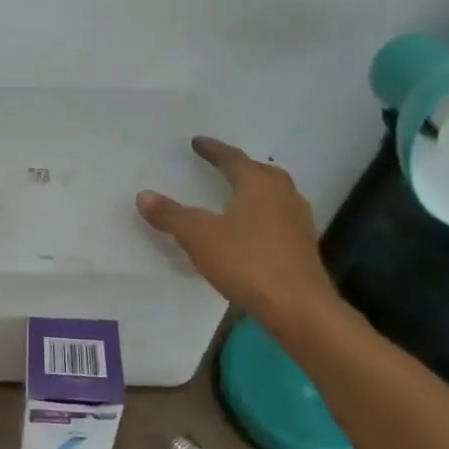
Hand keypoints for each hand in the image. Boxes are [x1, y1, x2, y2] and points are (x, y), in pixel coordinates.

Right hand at [136, 137, 337, 321]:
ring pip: (275, 195)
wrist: (297, 306)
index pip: (232, 158)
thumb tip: (144, 195)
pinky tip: (252, 230)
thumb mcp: (199, 236)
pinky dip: (263, 215)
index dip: (213, 150)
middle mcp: (283, 194)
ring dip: (255, 190)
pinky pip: (280, 218)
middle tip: (221, 166)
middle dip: (240, 167)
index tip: (197, 142)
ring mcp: (298, 220)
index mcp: (258, 184)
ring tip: (237, 195)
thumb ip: (171, 214)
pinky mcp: (304, 246)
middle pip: (260, 172)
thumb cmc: (246, 261)